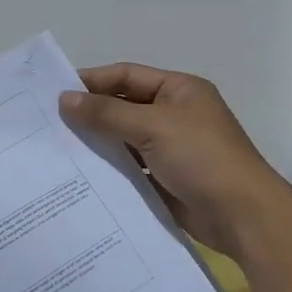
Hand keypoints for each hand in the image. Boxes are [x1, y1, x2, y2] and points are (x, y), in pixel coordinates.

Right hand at [59, 63, 285, 257]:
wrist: (242, 215)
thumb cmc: (201, 157)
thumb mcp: (153, 127)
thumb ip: (107, 113)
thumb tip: (65, 99)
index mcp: (179, 89)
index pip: (127, 76)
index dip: (93, 81)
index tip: (55, 92)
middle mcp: (175, 114)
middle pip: (125, 106)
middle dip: (91, 113)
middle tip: (48, 122)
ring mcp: (171, 147)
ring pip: (125, 138)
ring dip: (98, 142)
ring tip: (57, 149)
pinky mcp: (166, 178)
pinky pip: (131, 167)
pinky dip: (110, 168)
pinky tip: (81, 175)